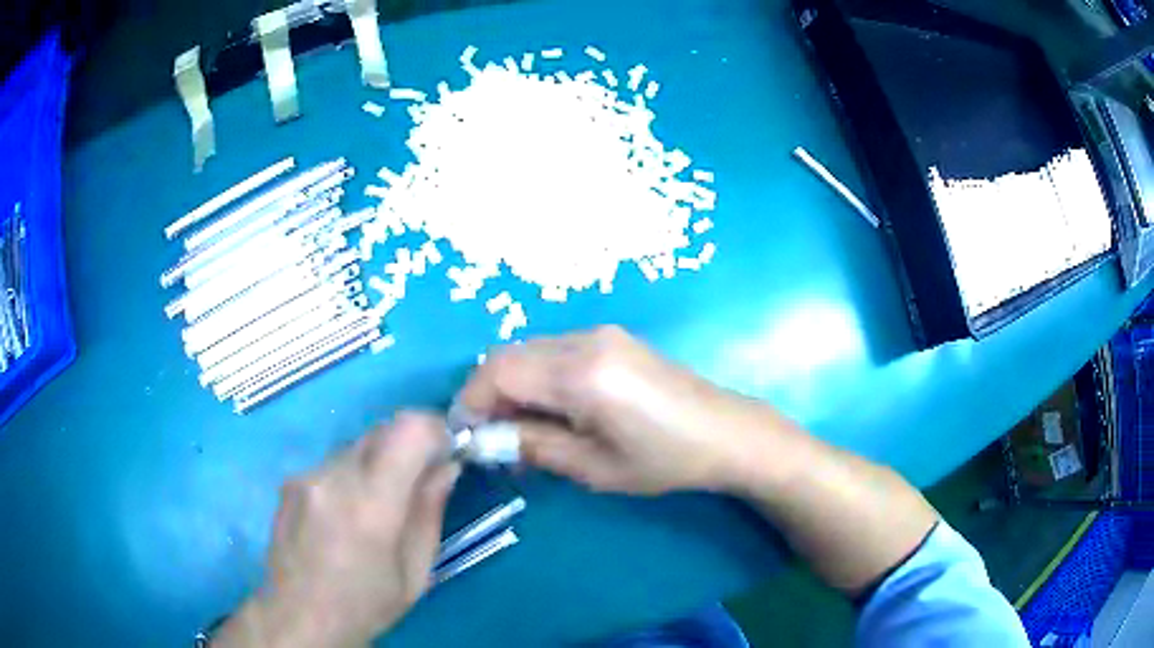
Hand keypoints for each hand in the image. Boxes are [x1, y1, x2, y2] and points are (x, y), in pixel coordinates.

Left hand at [215, 413, 458, 647]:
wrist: (299, 616)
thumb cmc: (366, 605)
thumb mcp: (415, 572)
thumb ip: (429, 511)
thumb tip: (446, 466)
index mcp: (370, 506)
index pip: (408, 430)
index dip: (435, 429)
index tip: (447, 450)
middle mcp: (333, 477)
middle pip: (382, 430)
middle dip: (409, 444)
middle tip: (420, 478)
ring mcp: (306, 475)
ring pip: (357, 445)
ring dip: (379, 461)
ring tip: (378, 504)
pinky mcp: (290, 480)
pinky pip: (333, 461)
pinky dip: (352, 474)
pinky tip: (346, 513)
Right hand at [458, 326, 788, 494]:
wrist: (725, 432)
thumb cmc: (664, 460)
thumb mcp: (593, 467)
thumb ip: (533, 445)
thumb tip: (486, 438)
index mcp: (582, 373)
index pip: (499, 372)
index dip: (472, 401)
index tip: (467, 436)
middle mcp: (586, 340)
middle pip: (509, 355)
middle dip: (489, 394)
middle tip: (494, 439)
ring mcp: (601, 332)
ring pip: (530, 350)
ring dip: (513, 386)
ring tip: (522, 431)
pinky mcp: (612, 337)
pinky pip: (554, 350)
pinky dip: (538, 377)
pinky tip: (552, 410)